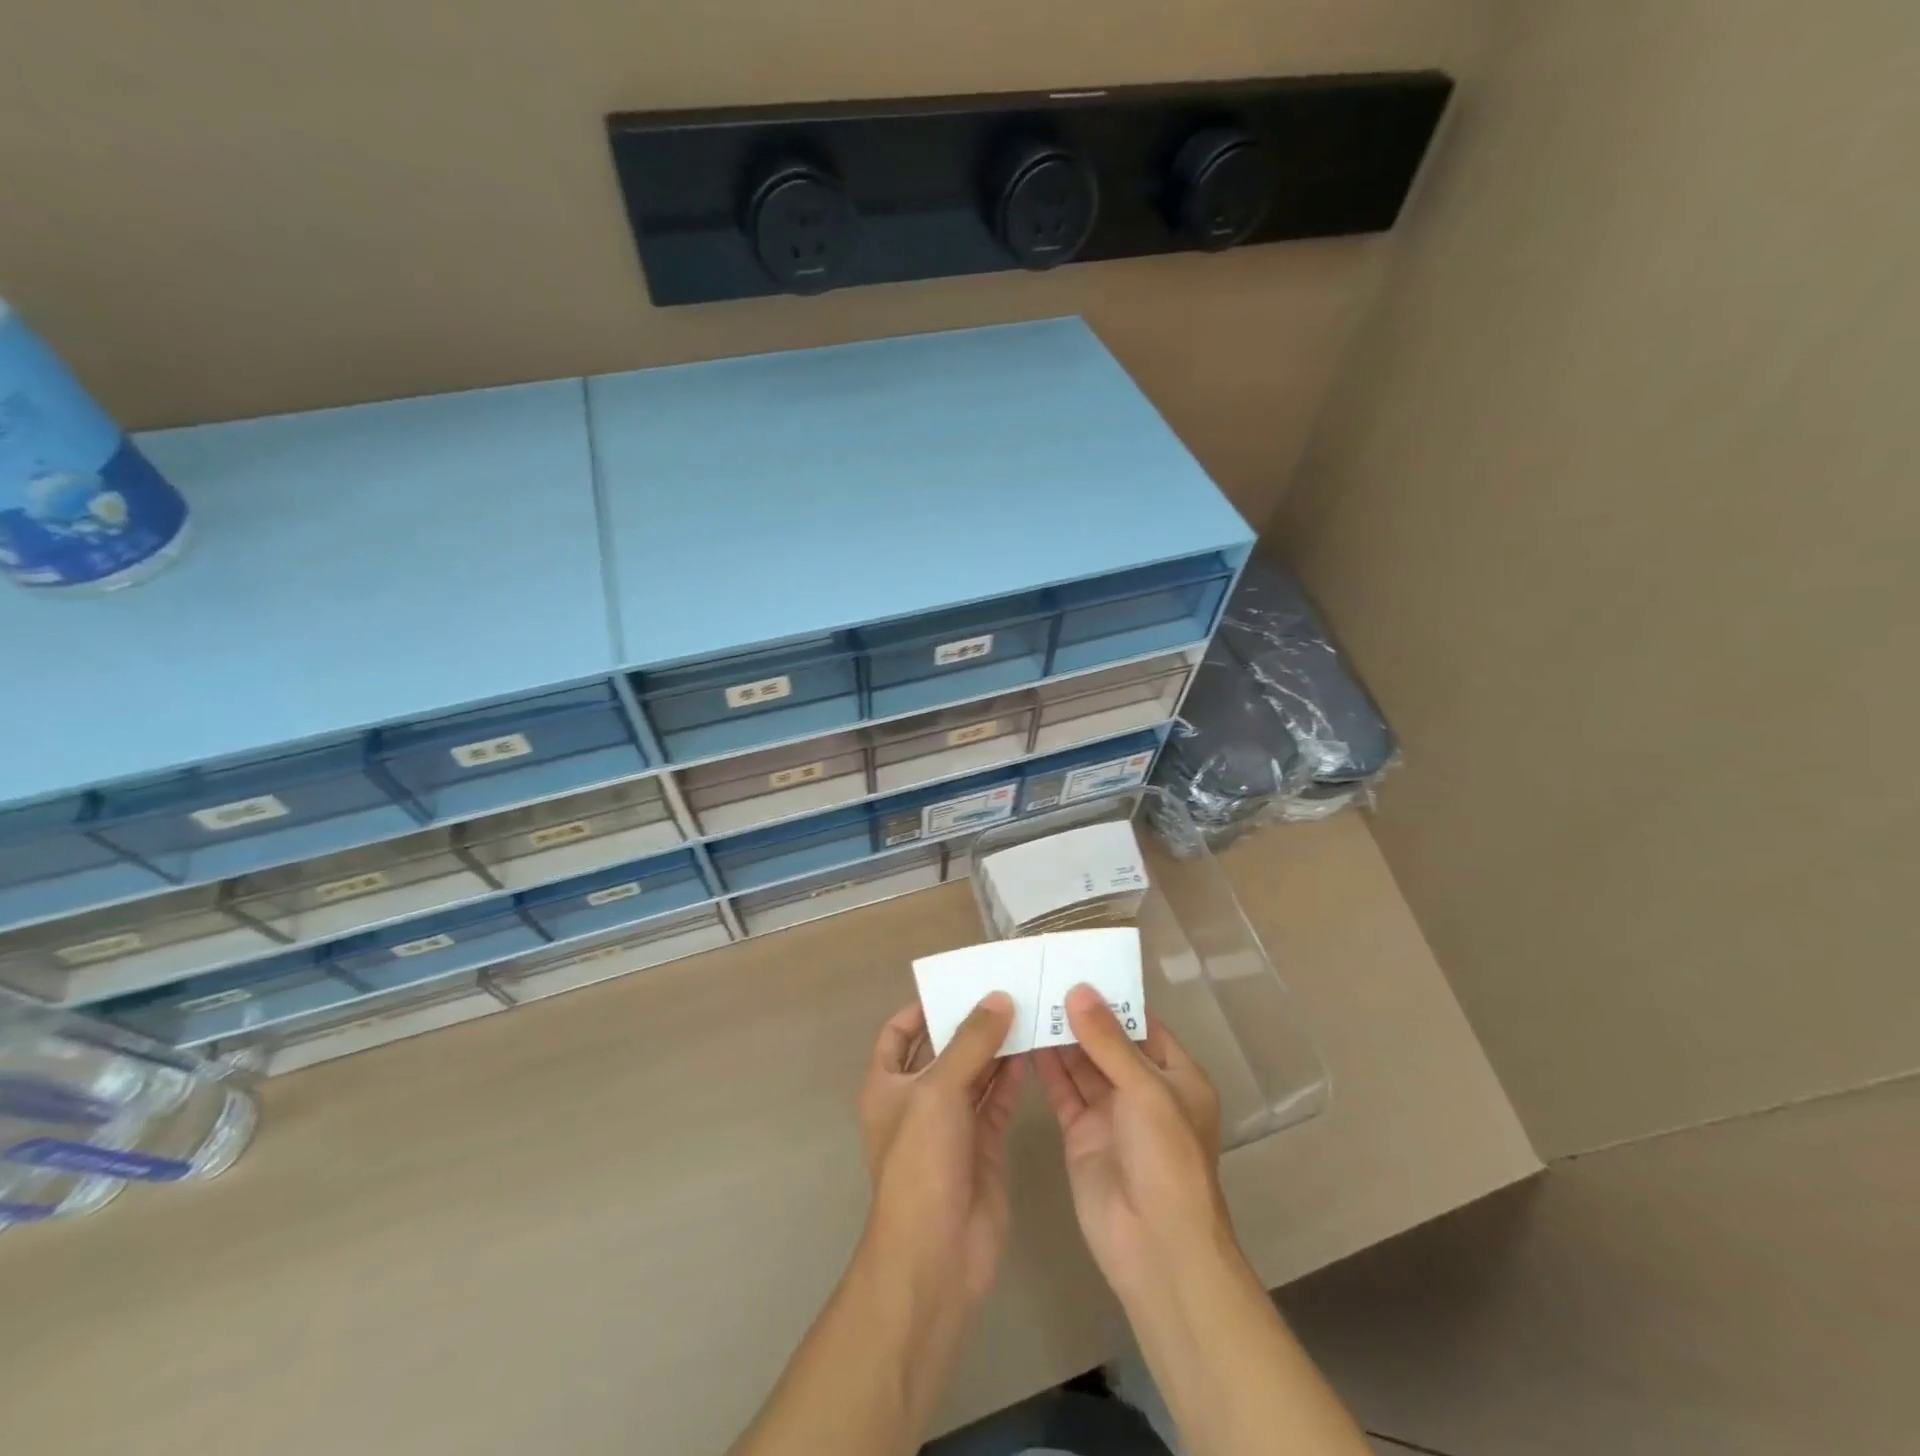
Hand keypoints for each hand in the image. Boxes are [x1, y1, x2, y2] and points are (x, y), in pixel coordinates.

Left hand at [858, 993, 1026, 1306]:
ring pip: (975, 1073)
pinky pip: (998, 1100)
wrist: (936, 1254)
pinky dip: (1013, 1077)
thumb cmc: (921, 1162)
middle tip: (1005, 988)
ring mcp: (952, 1124)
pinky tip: (1034, 1050)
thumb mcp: (939, 1091)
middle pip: (944, 1049)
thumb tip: (998, 998)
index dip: (921, 1008)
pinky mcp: (983, 1145)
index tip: (957, 984)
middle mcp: (918, 1100)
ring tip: (1027, 1010)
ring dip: (997, 1046)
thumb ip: (971, 1042)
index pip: (899, 1033)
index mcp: (888, 1084)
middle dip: (969, 1022)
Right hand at [1035, 985, 1228, 1299]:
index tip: (1077, 965)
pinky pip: (1062, 1092)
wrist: (1157, 1248)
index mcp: (1175, 1076)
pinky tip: (1022, 1040)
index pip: (1142, 1024)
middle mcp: (1143, 1090)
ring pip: (1081, 1064)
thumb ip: (1109, 1041)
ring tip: (1027, 999)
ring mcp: (1110, 1113)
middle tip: (1041, 977)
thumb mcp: (1145, 1090)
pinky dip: (1045, 1068)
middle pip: (1107, 1042)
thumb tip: (1078, 990)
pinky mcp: (1081, 1134)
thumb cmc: (1167, 1158)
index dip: (1112, 997)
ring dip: (1059, 1036)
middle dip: (1079, 1014)